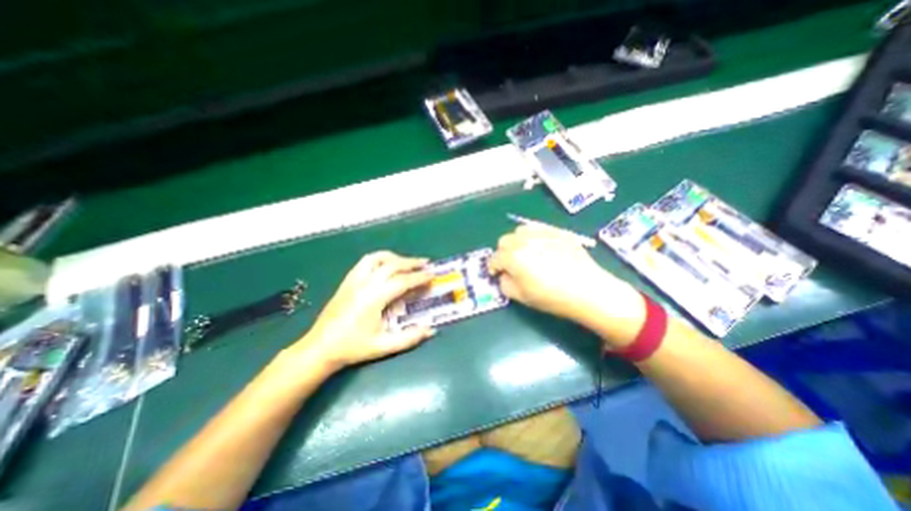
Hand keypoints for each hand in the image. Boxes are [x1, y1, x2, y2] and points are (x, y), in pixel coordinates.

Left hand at [289, 251, 435, 370]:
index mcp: (374, 298)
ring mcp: (354, 280)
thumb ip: (409, 338)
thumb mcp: (383, 346)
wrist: (319, 348)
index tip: (432, 275)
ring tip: (406, 263)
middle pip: (392, 265)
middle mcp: (364, 284)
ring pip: (376, 258)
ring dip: (395, 257)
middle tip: (426, 263)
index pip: (402, 281)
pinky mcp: (347, 281)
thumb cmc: (352, 347)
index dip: (419, 277)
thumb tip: (431, 329)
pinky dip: (380, 259)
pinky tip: (386, 266)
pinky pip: (365, 262)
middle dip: (411, 262)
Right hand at [488, 226, 642, 348]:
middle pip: (504, 241)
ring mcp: (542, 233)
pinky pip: (539, 229)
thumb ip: (505, 284)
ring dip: (517, 242)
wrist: (588, 290)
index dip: (493, 267)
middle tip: (512, 265)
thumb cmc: (552, 297)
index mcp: (513, 257)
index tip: (496, 274)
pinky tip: (543, 248)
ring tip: (527, 253)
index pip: (494, 258)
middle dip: (504, 253)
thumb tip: (504, 275)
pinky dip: (534, 237)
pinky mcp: (558, 231)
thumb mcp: (521, 297)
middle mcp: (524, 240)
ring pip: (520, 231)